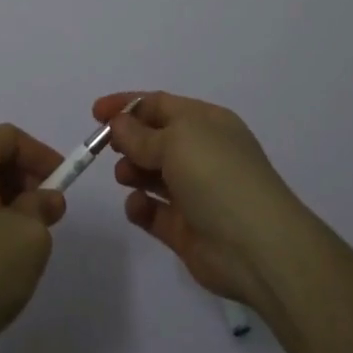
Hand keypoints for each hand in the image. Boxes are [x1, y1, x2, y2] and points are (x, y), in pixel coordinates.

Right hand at [96, 91, 307, 308]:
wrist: (257, 247)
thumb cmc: (218, 177)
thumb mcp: (177, 141)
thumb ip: (141, 134)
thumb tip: (118, 124)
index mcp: (206, 123)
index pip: (160, 105)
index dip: (127, 106)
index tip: (96, 113)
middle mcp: (201, 153)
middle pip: (154, 139)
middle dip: (128, 140)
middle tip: (107, 148)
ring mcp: (194, 192)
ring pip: (152, 174)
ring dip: (133, 171)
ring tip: (125, 175)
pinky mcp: (185, 229)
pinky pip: (154, 211)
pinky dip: (141, 206)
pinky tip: (138, 206)